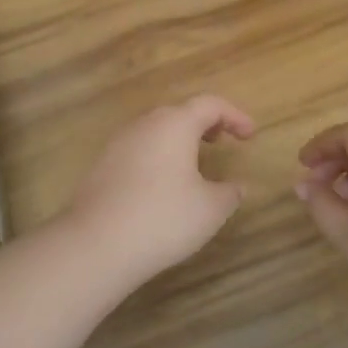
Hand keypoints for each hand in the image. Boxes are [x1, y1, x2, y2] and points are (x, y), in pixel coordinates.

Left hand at [64, 96, 256, 288]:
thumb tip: (236, 186)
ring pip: (156, 130)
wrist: (96, 244)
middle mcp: (146, 124)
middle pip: (180, 112)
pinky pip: (139, 149)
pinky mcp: (102, 164)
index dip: (235, 116)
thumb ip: (229, 193)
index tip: (250, 135)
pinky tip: (162, 185)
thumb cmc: (163, 218)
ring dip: (179, 140)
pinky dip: (158, 156)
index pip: (210, 104)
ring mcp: (119, 142)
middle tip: (221, 141)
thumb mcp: (210, 209)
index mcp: (175, 124)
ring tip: (193, 164)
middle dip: (204, 123)